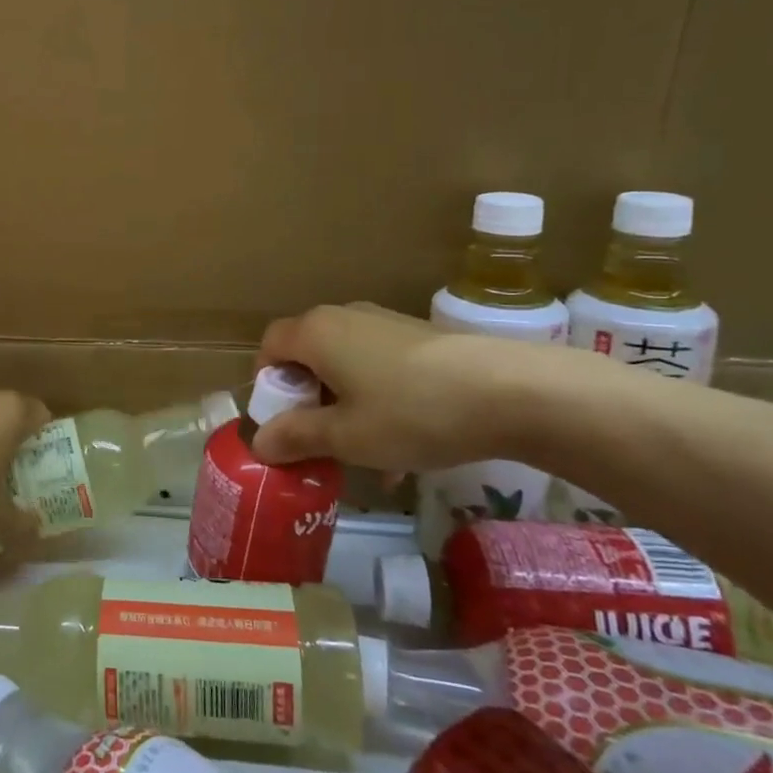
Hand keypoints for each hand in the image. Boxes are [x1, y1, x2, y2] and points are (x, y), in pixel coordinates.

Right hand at [251, 303, 547, 471]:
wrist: (513, 391)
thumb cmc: (411, 412)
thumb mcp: (346, 437)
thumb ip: (297, 437)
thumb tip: (259, 443)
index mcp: (316, 333)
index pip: (270, 346)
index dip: (268, 384)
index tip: (283, 423)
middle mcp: (344, 317)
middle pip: (308, 355)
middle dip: (309, 401)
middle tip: (322, 441)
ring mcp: (386, 323)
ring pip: (347, 364)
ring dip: (345, 405)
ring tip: (369, 455)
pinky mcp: (421, 336)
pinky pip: (380, 366)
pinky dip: (378, 399)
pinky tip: (406, 445)